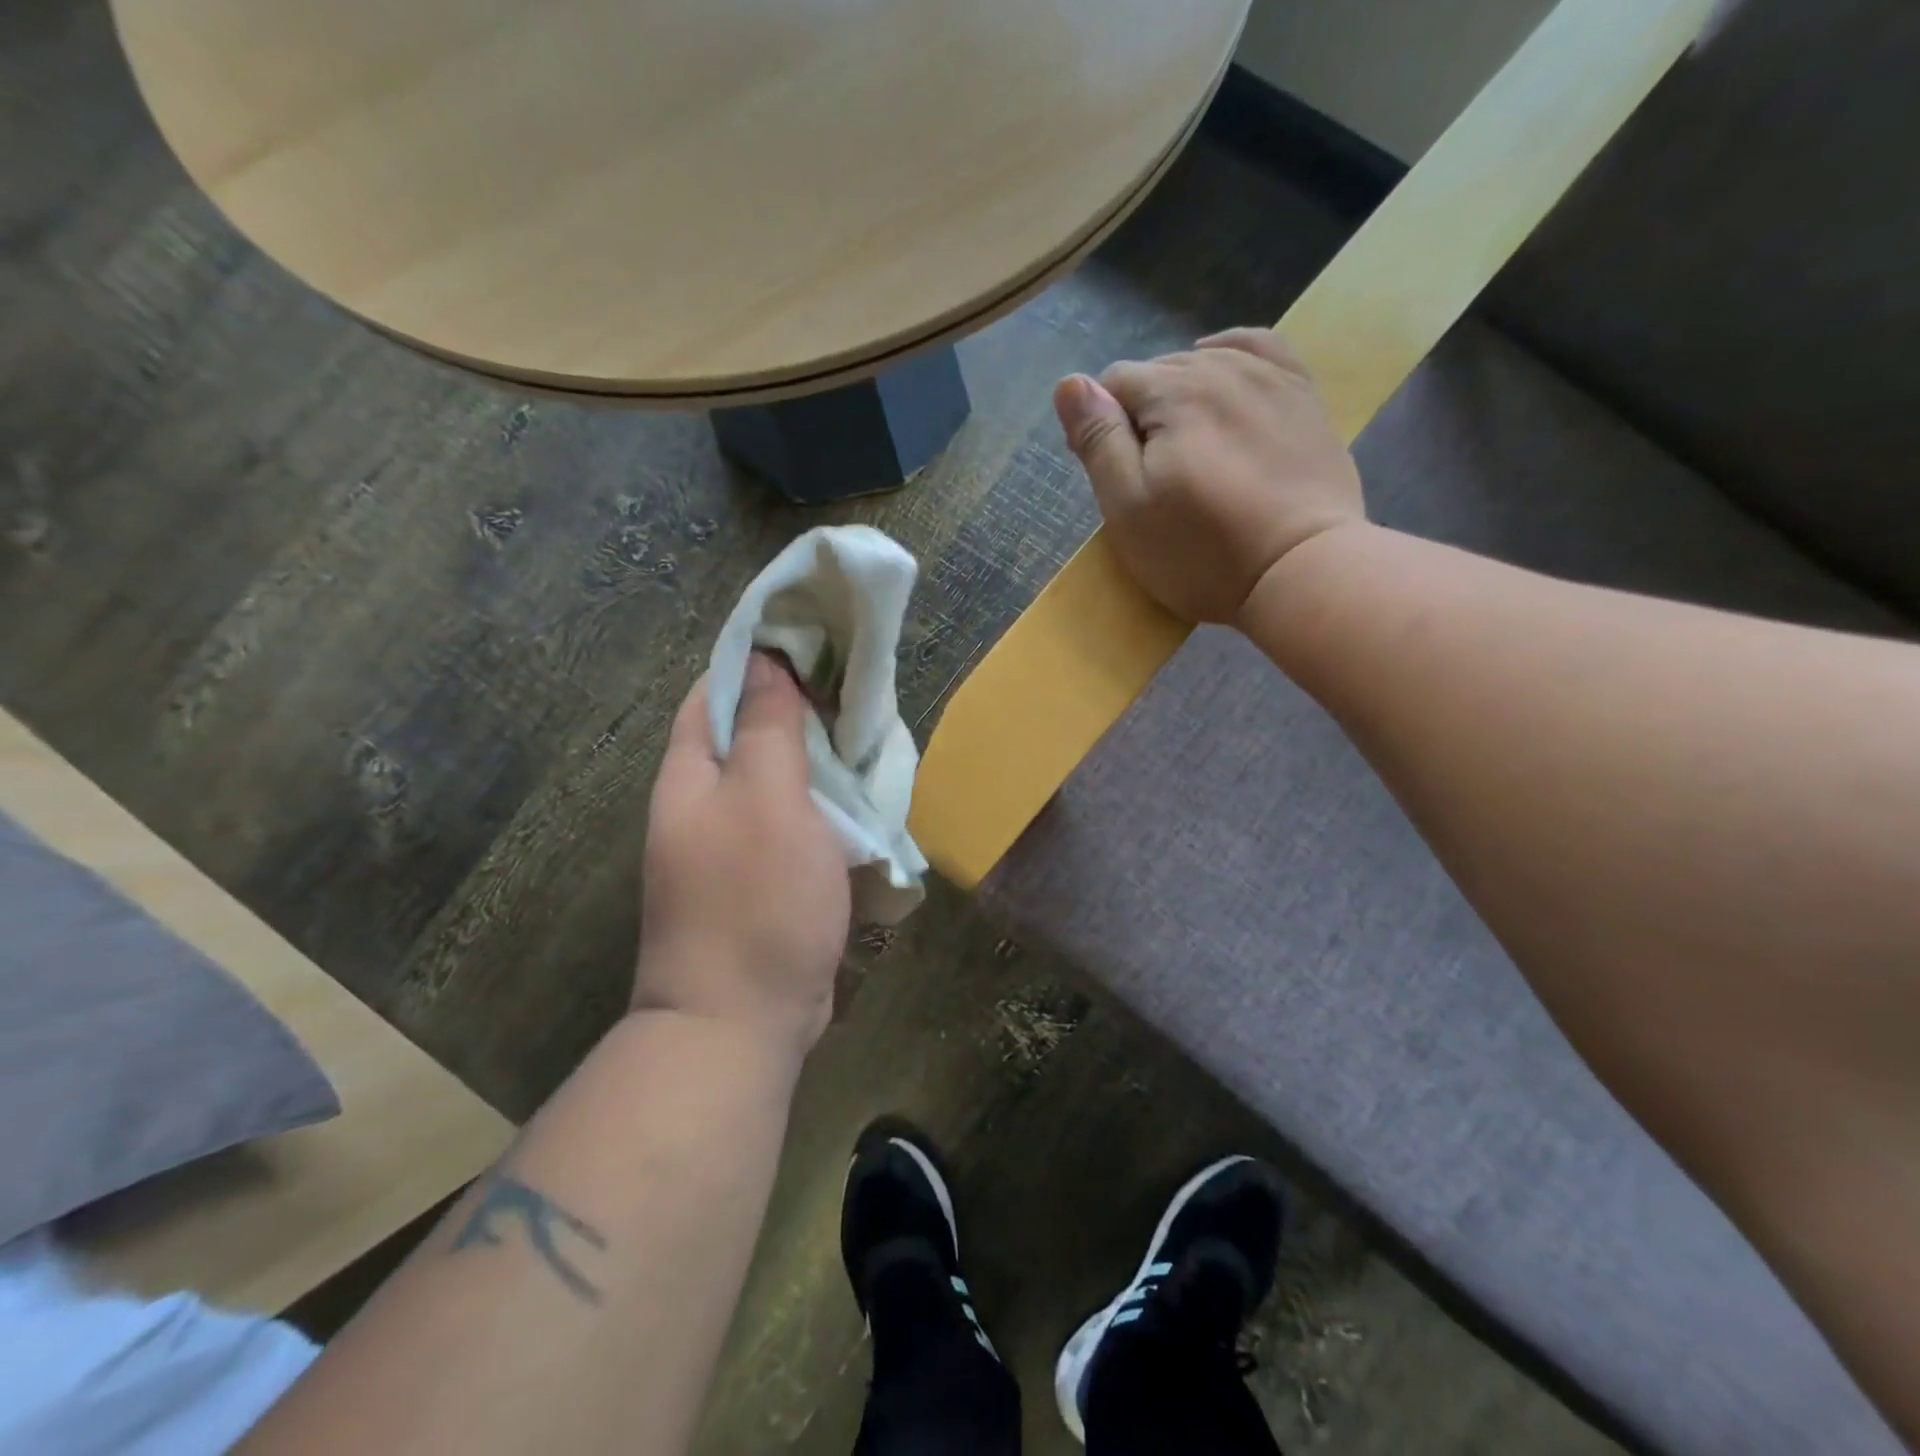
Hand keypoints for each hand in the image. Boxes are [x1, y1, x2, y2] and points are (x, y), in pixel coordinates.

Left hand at [637, 654, 851, 1052]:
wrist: (741, 1022)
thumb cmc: (755, 900)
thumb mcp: (767, 799)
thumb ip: (768, 728)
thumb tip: (767, 661)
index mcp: (692, 774)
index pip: (717, 690)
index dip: (762, 657)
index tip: (817, 637)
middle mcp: (706, 802)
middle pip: (751, 732)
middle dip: (801, 707)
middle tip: (858, 687)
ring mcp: (735, 844)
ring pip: (782, 779)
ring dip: (821, 759)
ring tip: (870, 733)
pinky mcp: (766, 878)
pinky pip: (799, 823)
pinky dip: (828, 805)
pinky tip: (865, 797)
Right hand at [1053, 328, 1366, 624]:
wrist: (1301, 571)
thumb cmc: (1201, 551)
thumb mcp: (1128, 507)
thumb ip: (1098, 440)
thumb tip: (1070, 383)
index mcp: (1171, 391)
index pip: (1113, 385)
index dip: (1101, 428)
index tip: (1112, 477)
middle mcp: (1219, 366)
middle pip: (1158, 373)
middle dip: (1142, 415)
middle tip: (1150, 477)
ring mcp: (1269, 377)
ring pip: (1204, 362)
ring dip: (1183, 397)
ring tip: (1187, 450)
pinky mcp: (1303, 397)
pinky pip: (1260, 349)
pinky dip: (1231, 356)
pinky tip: (1222, 374)